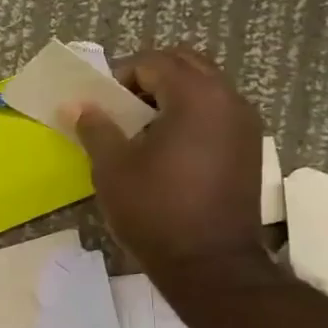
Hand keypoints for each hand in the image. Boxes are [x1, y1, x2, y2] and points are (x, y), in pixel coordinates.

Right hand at [74, 47, 266, 267]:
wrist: (210, 265)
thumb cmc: (155, 211)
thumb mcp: (112, 167)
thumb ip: (95, 127)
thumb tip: (79, 106)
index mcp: (196, 96)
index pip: (153, 62)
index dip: (121, 77)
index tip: (101, 106)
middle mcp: (228, 100)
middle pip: (186, 64)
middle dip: (150, 77)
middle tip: (121, 109)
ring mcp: (245, 124)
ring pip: (205, 86)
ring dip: (172, 95)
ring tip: (142, 130)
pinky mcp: (249, 149)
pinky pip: (217, 112)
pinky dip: (191, 115)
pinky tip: (168, 149)